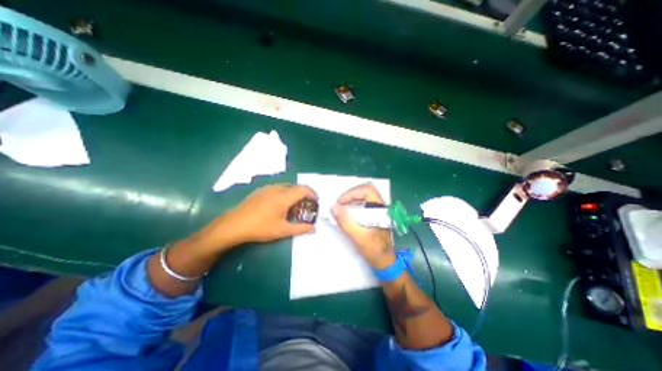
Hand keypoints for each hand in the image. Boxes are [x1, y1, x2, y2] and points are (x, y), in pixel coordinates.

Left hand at [194, 184, 317, 250]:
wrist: (234, 224)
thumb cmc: (261, 227)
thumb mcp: (283, 230)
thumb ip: (301, 228)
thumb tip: (314, 229)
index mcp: (284, 196)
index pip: (304, 189)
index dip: (313, 194)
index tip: (316, 202)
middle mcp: (278, 188)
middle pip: (296, 187)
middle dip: (304, 196)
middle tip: (305, 208)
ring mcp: (268, 188)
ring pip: (287, 188)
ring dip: (294, 195)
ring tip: (293, 209)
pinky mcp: (261, 190)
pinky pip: (278, 189)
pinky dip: (285, 195)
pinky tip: (280, 207)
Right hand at [334, 184, 395, 267]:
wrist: (385, 263)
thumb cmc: (375, 251)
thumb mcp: (359, 238)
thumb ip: (346, 222)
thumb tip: (333, 207)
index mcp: (381, 210)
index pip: (367, 190)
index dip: (352, 193)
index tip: (340, 202)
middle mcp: (380, 207)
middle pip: (364, 191)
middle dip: (350, 195)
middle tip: (339, 205)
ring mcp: (377, 211)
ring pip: (363, 197)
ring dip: (350, 200)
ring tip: (341, 209)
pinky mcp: (374, 216)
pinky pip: (362, 205)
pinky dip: (353, 206)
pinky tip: (347, 214)